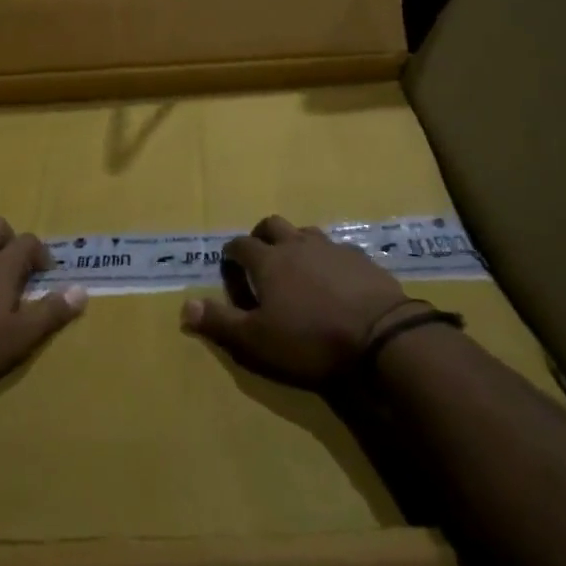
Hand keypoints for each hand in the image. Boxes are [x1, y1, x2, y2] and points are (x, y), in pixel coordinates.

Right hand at [181, 215, 412, 386]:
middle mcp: (297, 245)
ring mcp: (332, 248)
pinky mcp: (362, 259)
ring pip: (306, 232)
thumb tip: (184, 306)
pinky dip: (328, 259)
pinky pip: (337, 249)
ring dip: (295, 243)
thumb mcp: (257, 341)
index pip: (241, 244)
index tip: (229, 265)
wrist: (380, 335)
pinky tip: (334, 278)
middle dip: (261, 236)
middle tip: (260, 257)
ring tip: (296, 266)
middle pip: (273, 225)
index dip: (231, 253)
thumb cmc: (310, 338)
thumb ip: (220, 322)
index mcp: (269, 261)